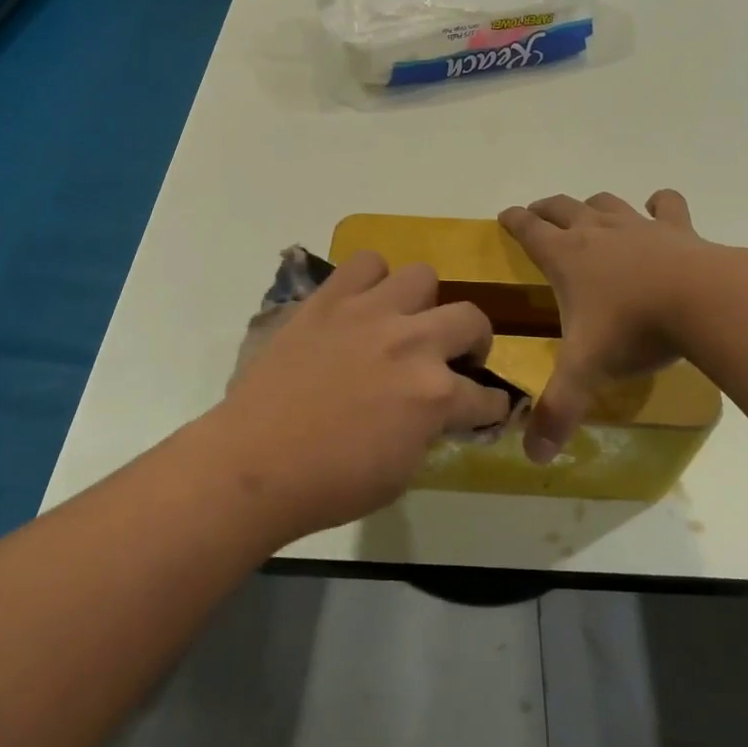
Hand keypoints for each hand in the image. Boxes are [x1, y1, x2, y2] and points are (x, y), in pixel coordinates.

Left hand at [206, 252, 511, 537]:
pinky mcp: (331, 298)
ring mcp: (370, 312)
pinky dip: (372, 280)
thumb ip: (429, 429)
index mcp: (435, 394)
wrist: (256, 462)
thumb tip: (435, 412)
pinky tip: (362, 305)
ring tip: (403, 323)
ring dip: (422, 303)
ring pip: (422, 275)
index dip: (491, 406)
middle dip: (473, 342)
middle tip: (453, 359)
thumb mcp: (401, 471)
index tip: (485, 409)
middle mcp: (412, 342)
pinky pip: (366, 262)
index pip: (486, 395)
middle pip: (471, 318)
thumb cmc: (330, 483)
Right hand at [499, 190, 713, 462]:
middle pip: (562, 208)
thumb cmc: (634, 329)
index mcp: (567, 257)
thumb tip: (533, 455)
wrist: (704, 301)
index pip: (529, 230)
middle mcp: (597, 232)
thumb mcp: (587, 371)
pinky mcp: (678, 229)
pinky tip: (660, 207)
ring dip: (592, 204)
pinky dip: (659, 204)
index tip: (505, 216)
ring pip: (606, 202)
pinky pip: (665, 205)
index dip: (514, 221)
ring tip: (588, 212)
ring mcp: (638, 226)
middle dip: (545, 209)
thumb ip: (558, 410)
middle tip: (537, 214)